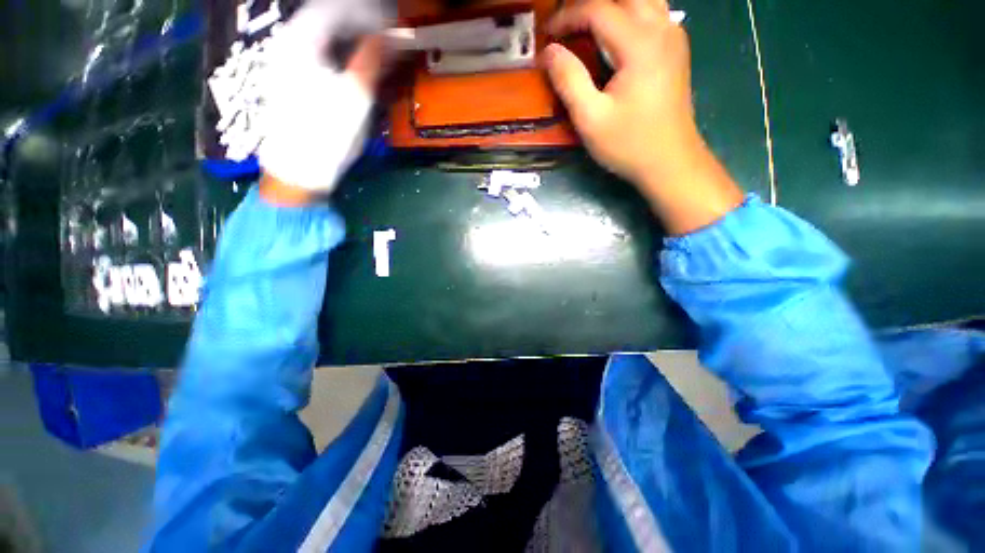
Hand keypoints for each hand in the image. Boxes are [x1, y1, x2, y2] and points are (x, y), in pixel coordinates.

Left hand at [258, 0, 384, 202]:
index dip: (368, 13)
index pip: (337, 8)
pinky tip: (355, 64)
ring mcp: (286, 60)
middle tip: (389, 36)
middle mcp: (288, 43)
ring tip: (377, 50)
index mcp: (301, 41)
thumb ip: (372, 60)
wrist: (298, 169)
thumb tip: (393, 36)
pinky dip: (340, 52)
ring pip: (323, 35)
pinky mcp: (289, 77)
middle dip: (361, 23)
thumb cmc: (327, 134)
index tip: (394, 24)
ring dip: (351, 38)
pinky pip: (318, 52)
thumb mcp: (355, 97)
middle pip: (328, 18)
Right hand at [544, 0, 742, 233]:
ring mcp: (673, 36)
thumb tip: (549, 51)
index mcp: (639, 44)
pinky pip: (653, 10)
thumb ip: (568, 80)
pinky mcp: (675, 48)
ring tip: (586, 23)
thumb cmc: (628, 145)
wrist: (670, 162)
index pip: (598, 9)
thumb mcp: (591, 119)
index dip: (567, 17)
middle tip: (566, 23)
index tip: (546, 35)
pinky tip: (615, 31)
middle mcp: (661, 28)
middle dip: (589, 4)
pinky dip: (630, 11)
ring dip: (612, 4)